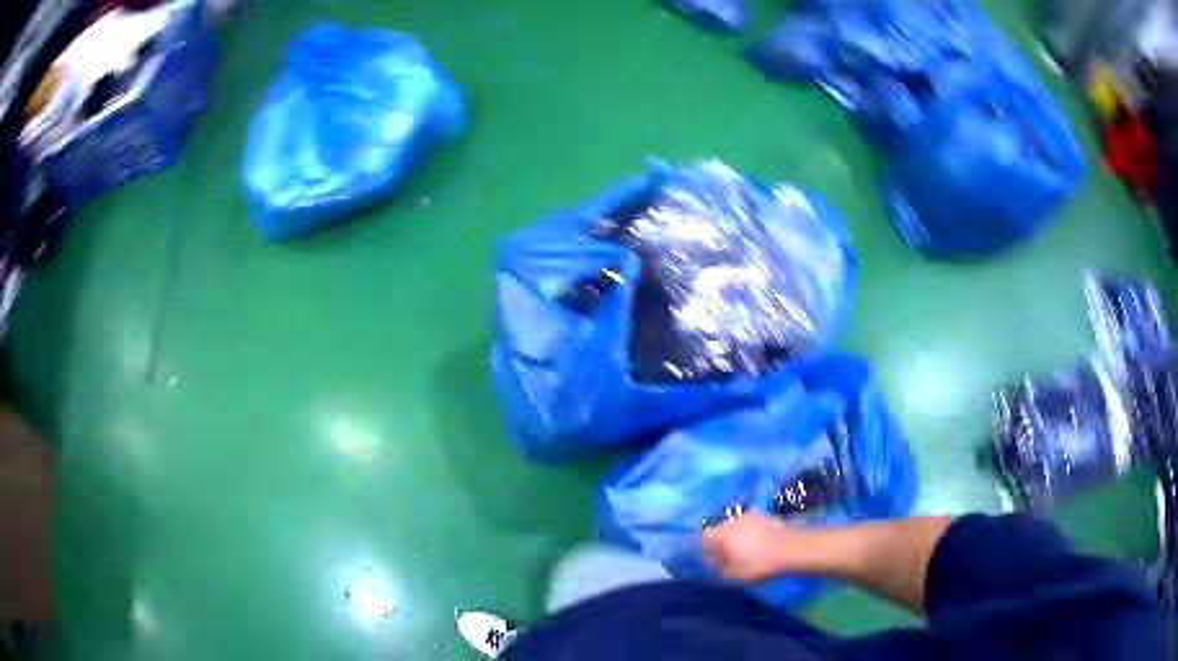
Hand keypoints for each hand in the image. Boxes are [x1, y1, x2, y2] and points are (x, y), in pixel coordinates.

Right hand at [701, 514, 804, 581]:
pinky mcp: (765, 515)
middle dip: (720, 543)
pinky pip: (749, 525)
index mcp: (722, 534)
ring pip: (735, 527)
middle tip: (727, 559)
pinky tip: (758, 545)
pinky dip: (749, 534)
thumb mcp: (734, 575)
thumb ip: (719, 570)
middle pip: (719, 530)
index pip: (703, 538)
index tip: (711, 562)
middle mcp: (733, 520)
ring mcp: (750, 515)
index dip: (704, 550)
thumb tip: (714, 566)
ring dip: (735, 538)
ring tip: (744, 553)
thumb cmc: (759, 564)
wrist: (792, 548)